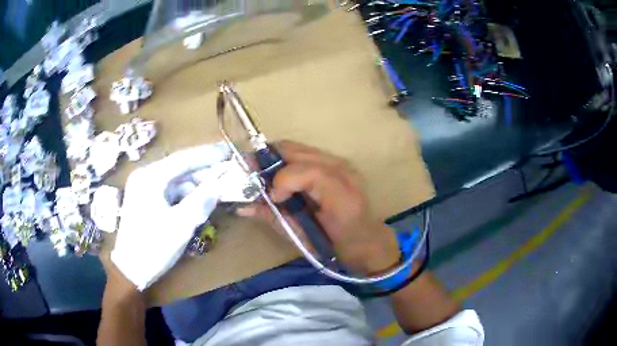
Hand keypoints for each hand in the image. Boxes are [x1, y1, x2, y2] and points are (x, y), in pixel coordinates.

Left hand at [111, 143, 230, 289]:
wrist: (130, 270)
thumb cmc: (153, 247)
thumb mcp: (180, 226)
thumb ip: (201, 201)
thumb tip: (219, 185)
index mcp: (150, 178)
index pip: (183, 159)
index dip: (207, 155)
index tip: (228, 151)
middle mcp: (145, 177)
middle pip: (179, 168)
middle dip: (202, 172)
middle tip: (226, 173)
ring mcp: (144, 188)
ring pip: (175, 181)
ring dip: (195, 186)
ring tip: (215, 191)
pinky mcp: (146, 199)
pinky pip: (170, 191)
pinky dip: (185, 195)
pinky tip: (198, 202)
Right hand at [239, 141, 399, 274]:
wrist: (368, 240)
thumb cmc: (337, 247)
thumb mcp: (304, 239)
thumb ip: (274, 218)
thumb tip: (243, 206)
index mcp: (341, 197)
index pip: (308, 172)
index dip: (282, 181)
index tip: (270, 197)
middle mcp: (344, 172)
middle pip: (297, 151)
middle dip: (268, 161)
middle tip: (252, 177)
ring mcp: (342, 164)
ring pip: (299, 148)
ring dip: (276, 159)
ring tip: (264, 176)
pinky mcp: (338, 163)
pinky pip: (305, 153)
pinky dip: (287, 161)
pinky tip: (281, 175)